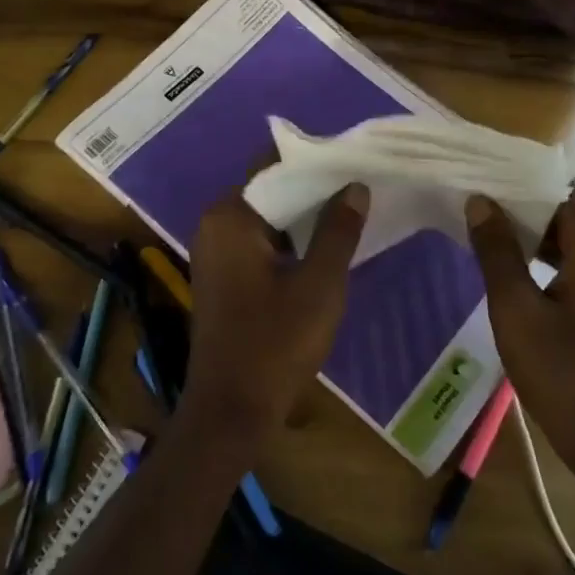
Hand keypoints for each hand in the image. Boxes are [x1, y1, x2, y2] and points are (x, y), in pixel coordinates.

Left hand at [182, 183, 367, 442]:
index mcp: (229, 217)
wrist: (231, 413)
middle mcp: (215, 226)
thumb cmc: (275, 343)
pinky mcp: (223, 279)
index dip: (315, 163)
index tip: (353, 162)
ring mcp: (215, 254)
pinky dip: (289, 242)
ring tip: (351, 211)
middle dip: (313, 191)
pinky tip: (324, 248)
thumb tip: (355, 186)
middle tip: (359, 187)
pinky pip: (260, 244)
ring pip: (267, 220)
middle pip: (270, 192)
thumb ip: (338, 230)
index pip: (274, 167)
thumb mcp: (320, 284)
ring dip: (303, 219)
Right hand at [465, 188, 574, 484]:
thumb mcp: (516, 308)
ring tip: (484, 220)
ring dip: (530, 225)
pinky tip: (509, 260)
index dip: (522, 173)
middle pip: (565, 205)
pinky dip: (542, 250)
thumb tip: (479, 201)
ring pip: (567, 233)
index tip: (483, 168)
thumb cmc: (562, 370)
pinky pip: (572, 257)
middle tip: (475, 193)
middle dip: (521, 197)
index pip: (561, 185)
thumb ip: (497, 251)